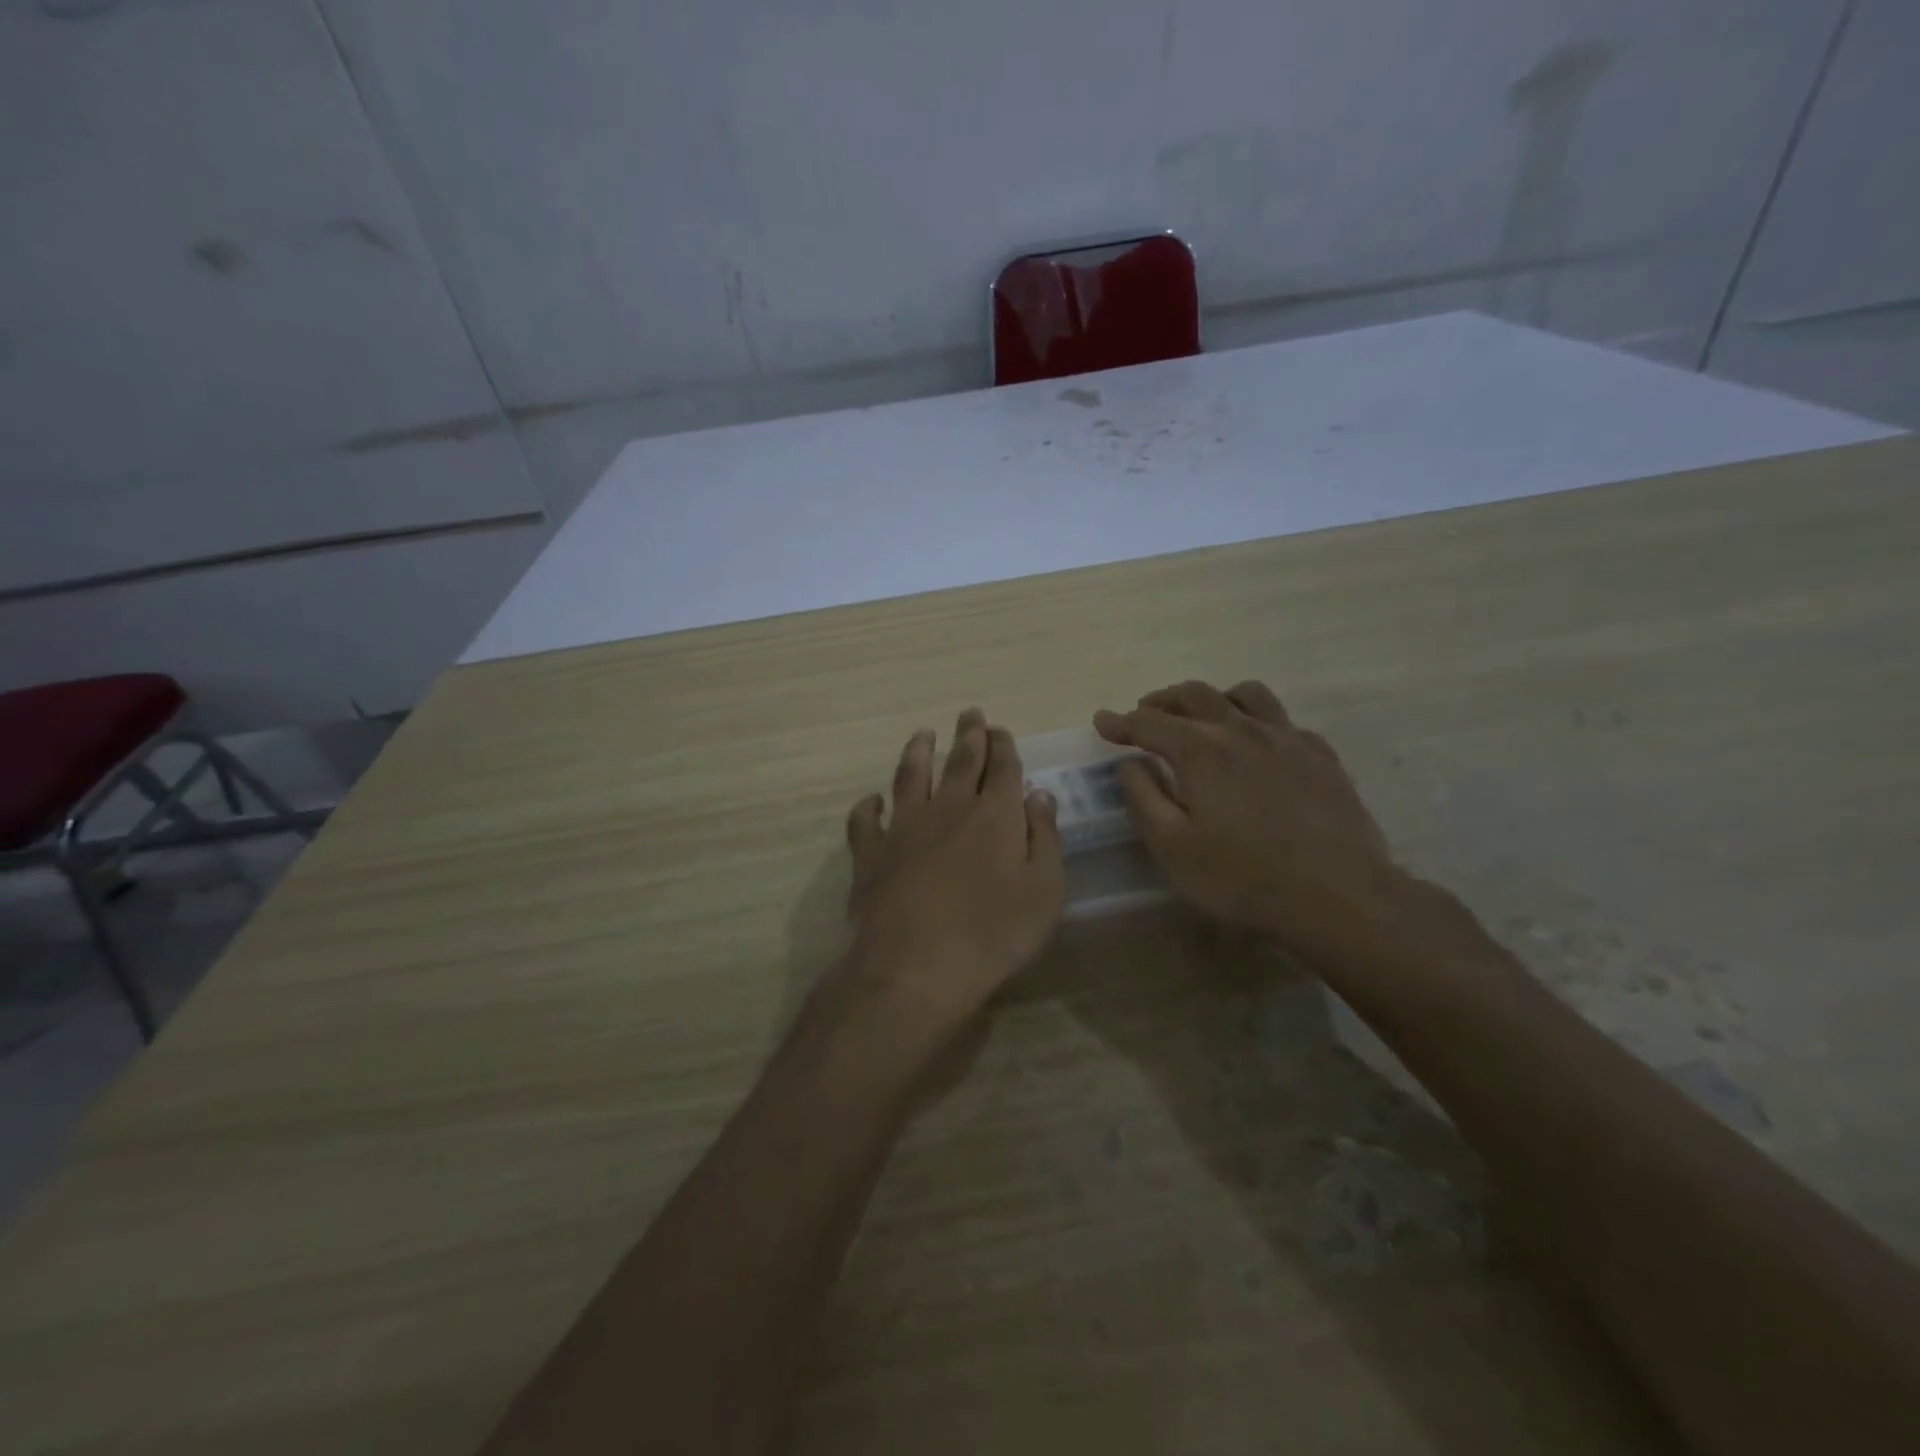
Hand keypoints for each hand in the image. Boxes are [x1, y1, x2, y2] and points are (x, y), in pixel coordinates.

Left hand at [838, 709, 1064, 1030]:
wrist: (916, 966)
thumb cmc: (994, 933)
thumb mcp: (1044, 890)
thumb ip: (1045, 838)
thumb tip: (1039, 794)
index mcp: (993, 815)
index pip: (1002, 767)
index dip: (1003, 746)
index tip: (1001, 729)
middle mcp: (947, 809)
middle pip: (959, 761)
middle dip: (969, 735)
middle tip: (970, 713)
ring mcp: (903, 828)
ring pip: (909, 777)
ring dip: (918, 752)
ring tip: (923, 734)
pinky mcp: (869, 853)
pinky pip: (864, 820)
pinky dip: (867, 807)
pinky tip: (871, 801)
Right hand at [1093, 680, 1405, 959]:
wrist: (1338, 895)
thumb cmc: (1241, 877)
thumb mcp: (1172, 847)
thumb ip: (1144, 798)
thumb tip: (1130, 763)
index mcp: (1200, 751)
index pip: (1149, 723)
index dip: (1121, 722)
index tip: (1102, 721)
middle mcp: (1241, 731)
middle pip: (1195, 696)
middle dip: (1163, 700)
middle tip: (1145, 712)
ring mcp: (1287, 739)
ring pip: (1246, 695)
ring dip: (1214, 697)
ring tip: (1202, 714)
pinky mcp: (1321, 756)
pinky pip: (1284, 720)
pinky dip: (1258, 720)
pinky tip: (1258, 742)